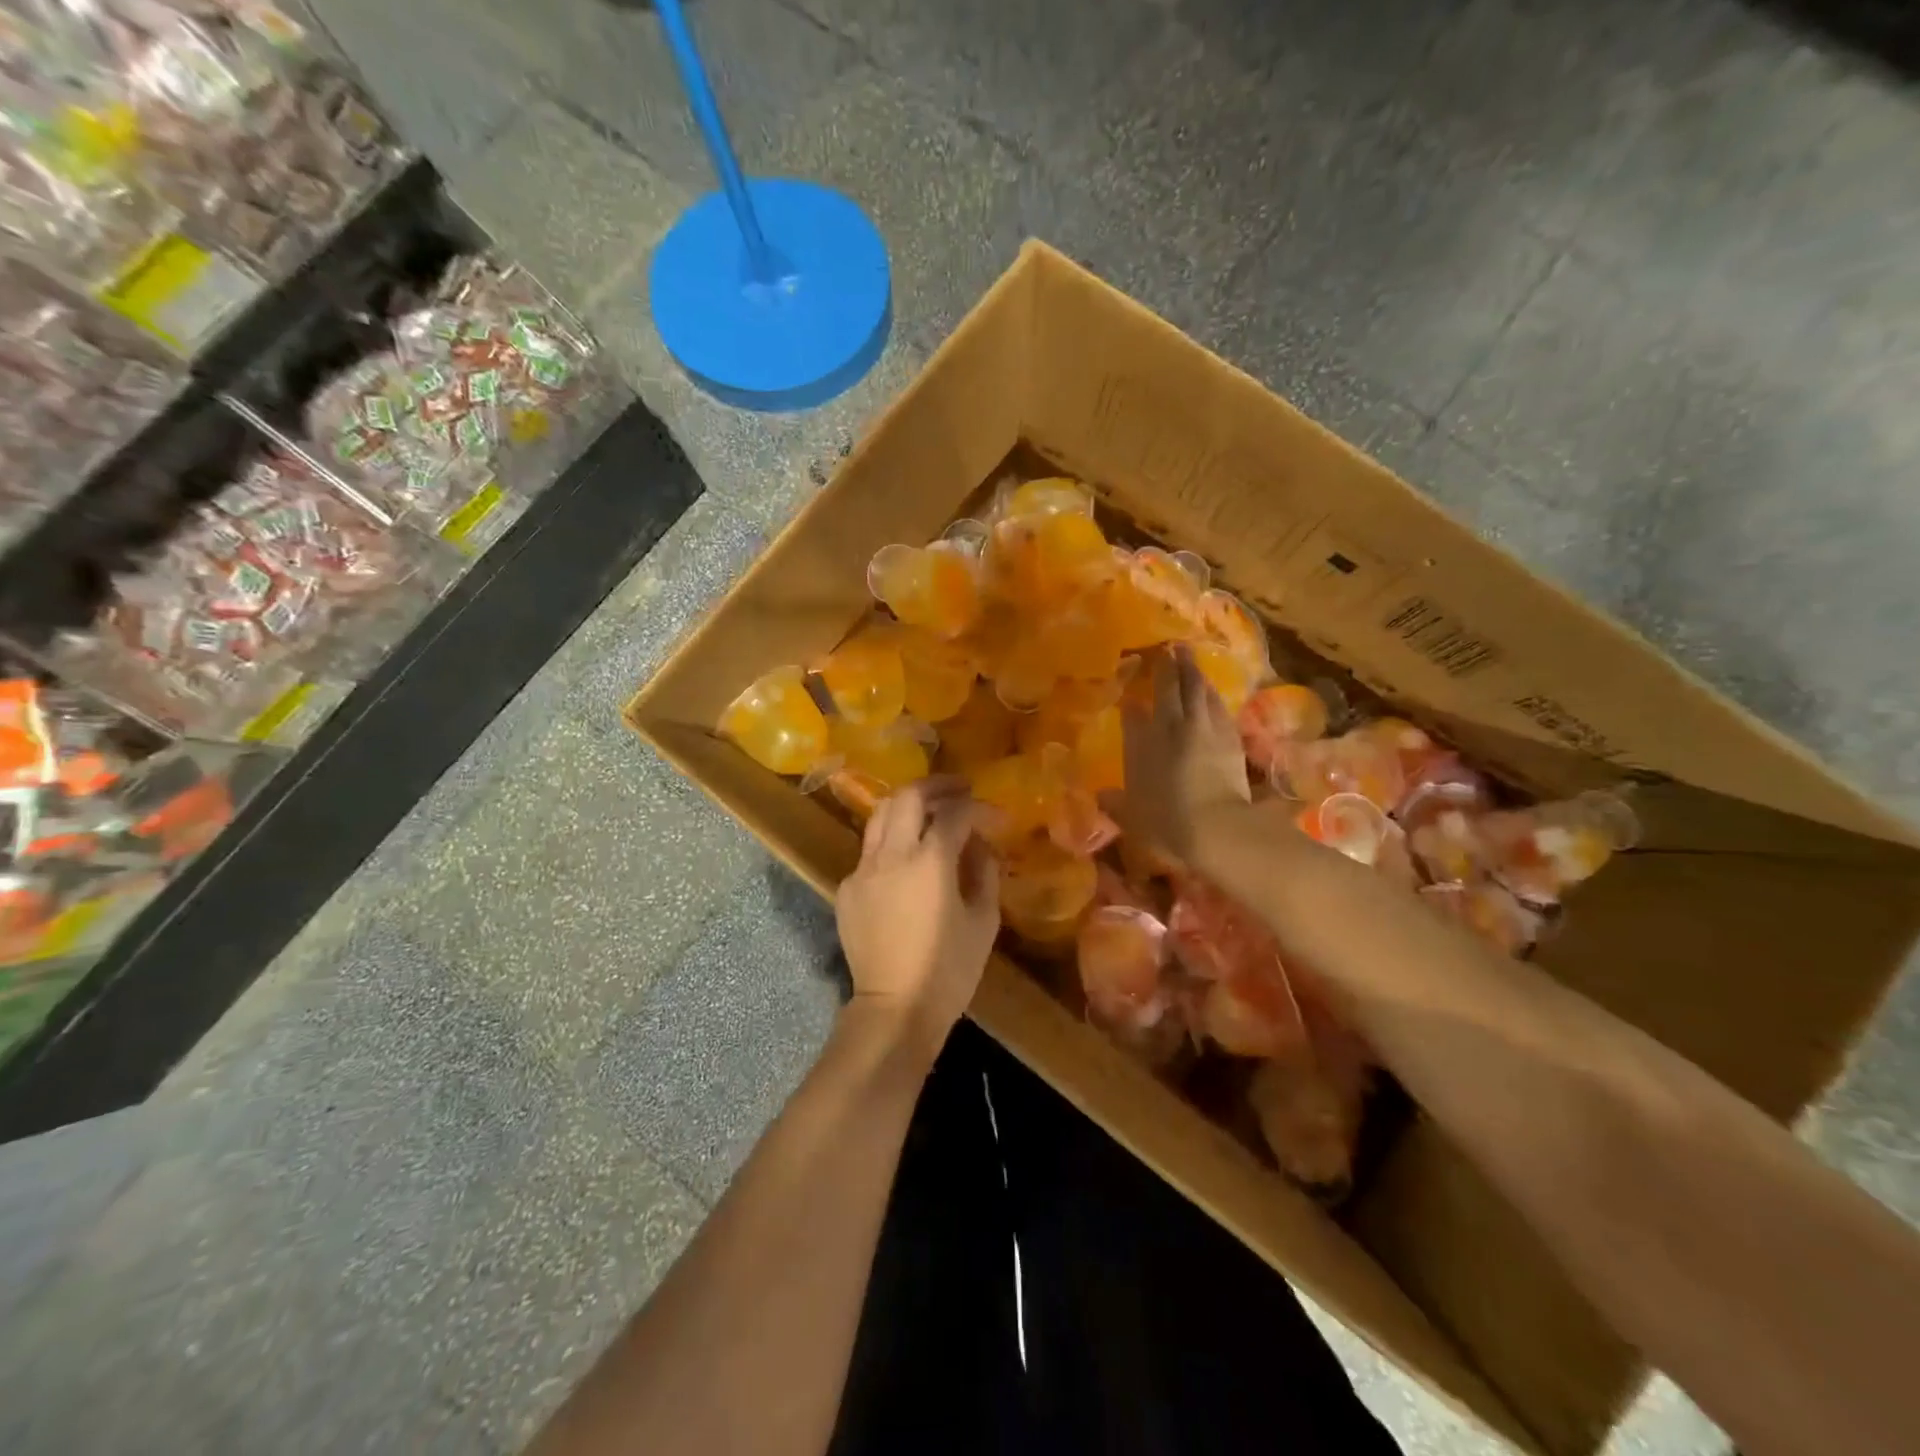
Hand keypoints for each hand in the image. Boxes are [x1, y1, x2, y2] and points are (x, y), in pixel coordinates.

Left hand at [835, 777, 999, 1054]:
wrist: (895, 1009)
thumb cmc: (949, 971)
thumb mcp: (983, 921)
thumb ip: (984, 872)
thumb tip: (980, 845)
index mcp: (929, 862)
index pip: (954, 813)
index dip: (979, 808)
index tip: (996, 817)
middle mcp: (891, 855)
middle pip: (908, 797)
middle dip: (936, 786)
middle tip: (960, 790)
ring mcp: (863, 870)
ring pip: (880, 815)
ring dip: (908, 805)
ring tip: (931, 811)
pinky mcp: (847, 888)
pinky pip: (870, 849)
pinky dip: (892, 840)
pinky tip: (907, 859)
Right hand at [1107, 645, 1250, 860]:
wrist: (1214, 825)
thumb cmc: (1165, 823)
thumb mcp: (1132, 816)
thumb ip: (1115, 803)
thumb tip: (1101, 797)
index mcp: (1140, 743)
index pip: (1132, 712)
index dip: (1131, 699)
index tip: (1129, 690)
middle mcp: (1169, 727)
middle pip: (1168, 688)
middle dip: (1167, 666)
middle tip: (1168, 648)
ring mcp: (1202, 727)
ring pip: (1197, 689)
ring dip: (1192, 671)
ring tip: (1189, 657)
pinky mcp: (1229, 736)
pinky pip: (1217, 705)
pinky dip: (1212, 693)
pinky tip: (1211, 689)